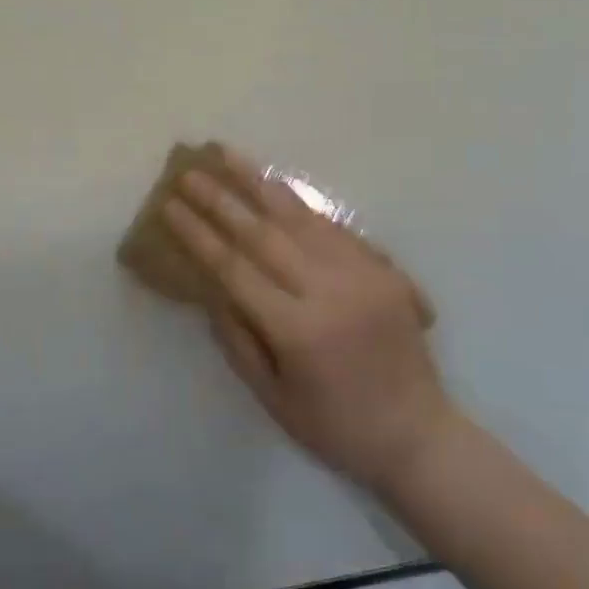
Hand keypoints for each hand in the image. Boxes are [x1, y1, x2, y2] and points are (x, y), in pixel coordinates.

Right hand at [162, 148, 454, 490]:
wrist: (418, 434)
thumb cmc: (336, 428)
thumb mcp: (273, 397)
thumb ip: (237, 339)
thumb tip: (210, 289)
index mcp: (298, 330)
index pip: (235, 268)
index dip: (199, 235)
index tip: (171, 206)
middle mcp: (330, 291)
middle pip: (265, 233)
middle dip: (221, 199)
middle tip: (190, 172)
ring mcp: (361, 274)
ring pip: (302, 217)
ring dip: (261, 183)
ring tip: (228, 155)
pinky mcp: (384, 269)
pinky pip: (335, 228)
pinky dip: (301, 203)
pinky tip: (277, 184)